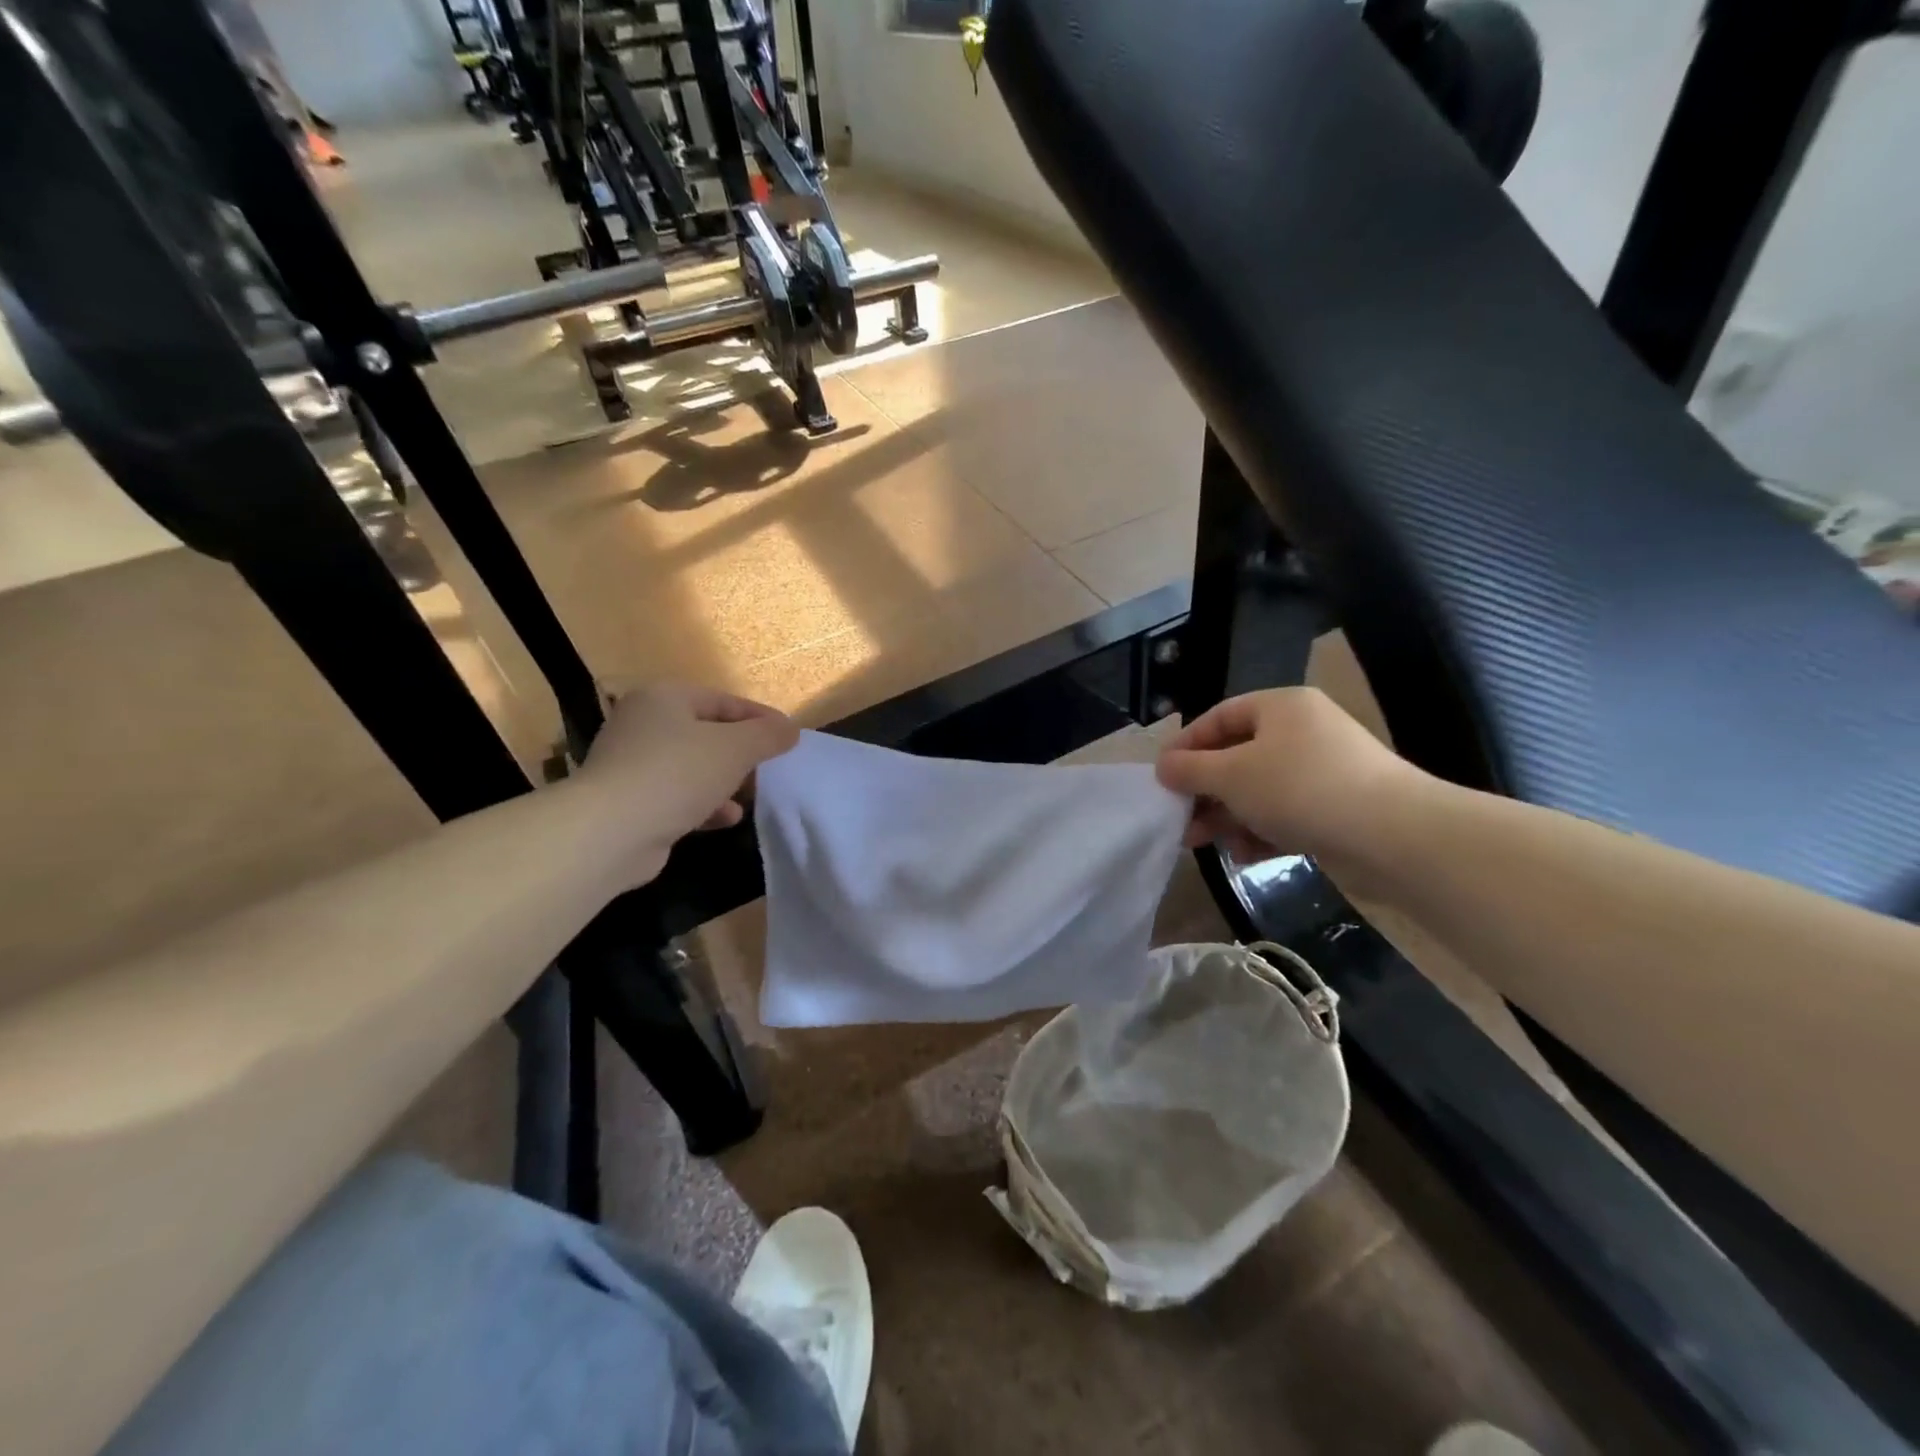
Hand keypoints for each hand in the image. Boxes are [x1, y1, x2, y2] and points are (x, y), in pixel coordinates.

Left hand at [574, 684, 798, 878]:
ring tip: (752, 795)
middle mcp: (643, 724)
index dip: (760, 718)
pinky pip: (677, 795)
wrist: (610, 832)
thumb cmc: (677, 774)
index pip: (723, 700)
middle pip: (707, 733)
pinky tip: (727, 818)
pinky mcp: (630, 801)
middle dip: (742, 753)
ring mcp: (632, 764)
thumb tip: (790, 729)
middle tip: (770, 769)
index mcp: (664, 698)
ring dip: (725, 781)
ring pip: (692, 766)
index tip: (788, 738)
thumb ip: (767, 735)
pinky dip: (704, 804)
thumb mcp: (735, 748)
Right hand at [1155, 687, 1421, 865]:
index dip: (1185, 745)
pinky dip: (1261, 831)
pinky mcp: (1337, 807)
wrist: (1394, 836)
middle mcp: (1303, 731)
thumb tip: (1163, 766)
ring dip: (1227, 815)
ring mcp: (1323, 770)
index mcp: (1280, 707)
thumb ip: (1190, 769)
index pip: (1219, 717)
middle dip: (1204, 790)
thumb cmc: (1300, 789)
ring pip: (1259, 789)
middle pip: (1237, 756)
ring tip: (1203, 844)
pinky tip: (1245, 855)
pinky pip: (1286, 813)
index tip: (1161, 777)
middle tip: (1179, 818)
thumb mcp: (1232, 775)